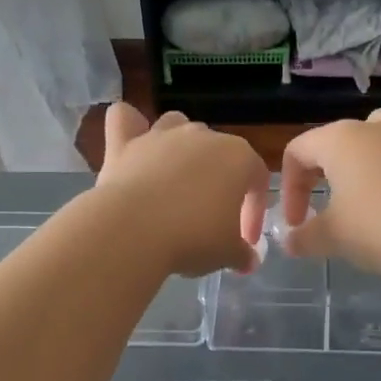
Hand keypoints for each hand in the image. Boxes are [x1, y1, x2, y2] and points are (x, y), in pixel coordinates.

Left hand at [95, 104, 269, 276]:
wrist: (133, 232)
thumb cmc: (193, 238)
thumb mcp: (228, 254)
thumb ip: (243, 254)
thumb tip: (249, 261)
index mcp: (238, 157)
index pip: (257, 180)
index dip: (254, 211)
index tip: (245, 241)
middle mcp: (202, 136)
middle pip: (218, 152)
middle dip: (217, 182)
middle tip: (209, 220)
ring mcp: (161, 135)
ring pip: (177, 126)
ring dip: (180, 147)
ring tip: (175, 179)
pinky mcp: (123, 142)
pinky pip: (126, 119)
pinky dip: (129, 127)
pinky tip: (131, 145)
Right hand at [278, 109, 380, 279]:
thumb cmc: (378, 227)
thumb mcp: (331, 237)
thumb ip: (303, 237)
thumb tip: (289, 241)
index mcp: (339, 139)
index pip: (297, 152)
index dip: (289, 188)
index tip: (296, 223)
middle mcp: (372, 128)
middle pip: (332, 143)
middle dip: (318, 178)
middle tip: (318, 211)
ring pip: (369, 145)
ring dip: (354, 172)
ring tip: (355, 204)